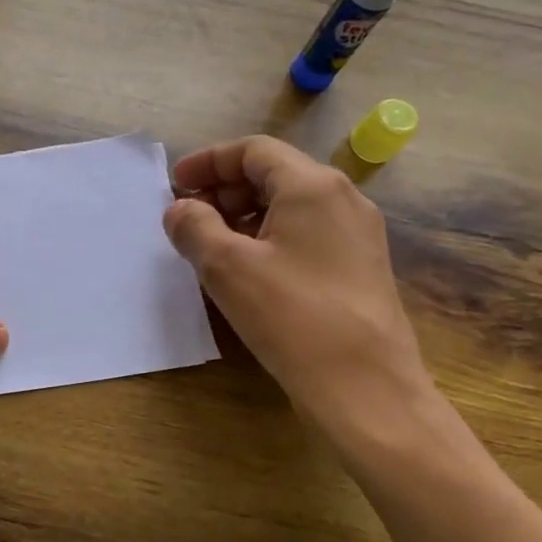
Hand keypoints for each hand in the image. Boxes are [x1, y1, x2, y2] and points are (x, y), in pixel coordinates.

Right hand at [162, 136, 430, 444]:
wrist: (366, 390)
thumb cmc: (292, 317)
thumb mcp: (227, 267)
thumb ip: (195, 227)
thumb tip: (180, 209)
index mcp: (313, 186)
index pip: (254, 150)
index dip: (208, 161)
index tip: (175, 184)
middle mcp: (343, 199)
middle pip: (274, 173)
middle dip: (224, 188)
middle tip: (189, 217)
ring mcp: (357, 235)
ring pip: (290, 205)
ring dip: (244, 214)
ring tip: (211, 245)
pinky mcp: (359, 268)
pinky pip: (306, 234)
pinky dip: (268, 237)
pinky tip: (246, 271)